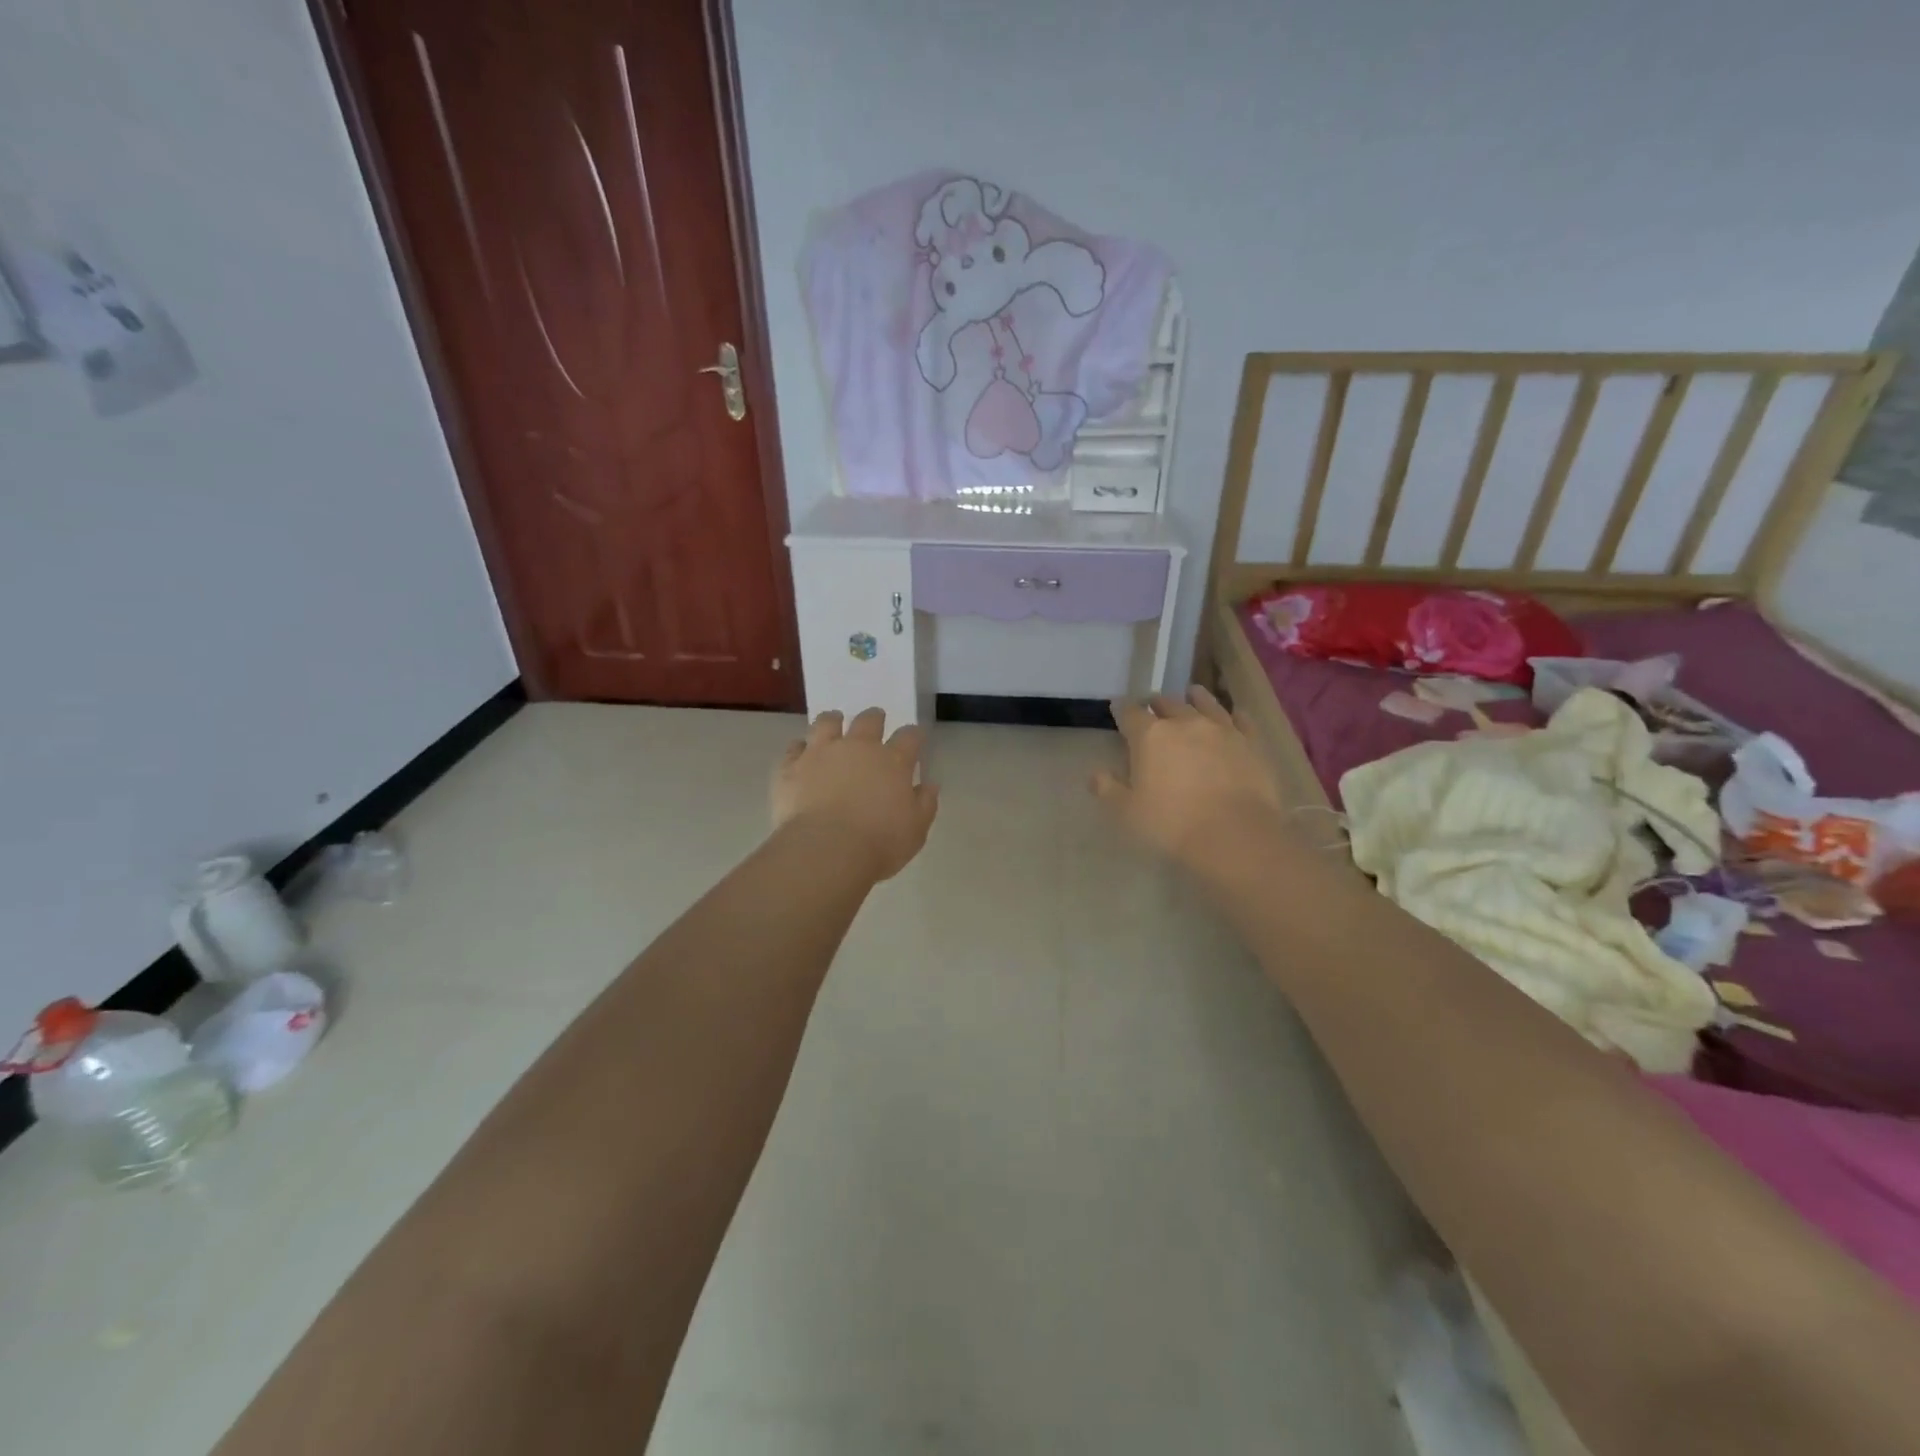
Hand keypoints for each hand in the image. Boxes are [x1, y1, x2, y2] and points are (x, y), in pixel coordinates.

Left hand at [772, 708, 939, 881]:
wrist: (826, 849)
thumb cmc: (879, 843)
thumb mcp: (915, 830)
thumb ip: (924, 804)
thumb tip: (929, 785)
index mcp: (893, 762)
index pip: (909, 737)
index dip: (913, 735)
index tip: (915, 736)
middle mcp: (858, 748)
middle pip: (868, 721)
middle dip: (874, 718)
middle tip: (875, 718)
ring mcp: (821, 753)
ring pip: (827, 723)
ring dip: (833, 720)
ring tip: (834, 720)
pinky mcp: (792, 766)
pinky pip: (794, 748)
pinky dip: (799, 748)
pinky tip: (800, 752)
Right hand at [1093, 686, 1285, 871]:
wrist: (1235, 835)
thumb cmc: (1172, 824)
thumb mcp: (1127, 812)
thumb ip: (1108, 790)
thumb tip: (1095, 775)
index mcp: (1150, 736)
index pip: (1130, 713)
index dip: (1121, 709)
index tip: (1117, 707)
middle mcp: (1185, 723)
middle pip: (1167, 704)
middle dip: (1156, 704)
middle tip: (1152, 705)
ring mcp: (1222, 729)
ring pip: (1205, 703)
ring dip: (1195, 698)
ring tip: (1192, 693)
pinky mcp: (1251, 743)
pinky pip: (1242, 721)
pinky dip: (1235, 715)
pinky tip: (1236, 714)